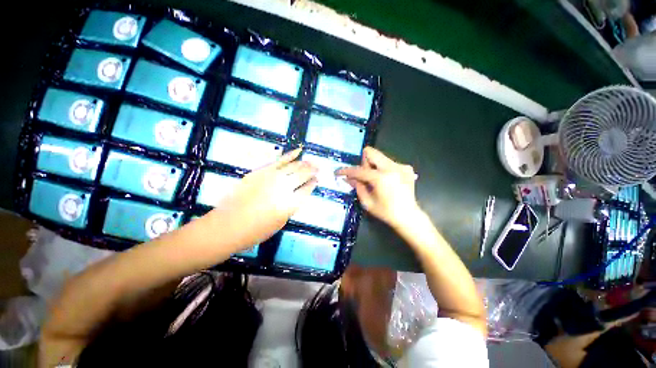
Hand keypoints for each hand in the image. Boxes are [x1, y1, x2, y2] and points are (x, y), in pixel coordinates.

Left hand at [207, 148, 317, 248]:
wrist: (228, 225)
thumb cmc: (256, 231)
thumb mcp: (281, 222)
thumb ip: (291, 206)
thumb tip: (297, 194)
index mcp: (291, 203)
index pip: (307, 189)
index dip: (314, 184)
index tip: (318, 180)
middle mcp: (284, 188)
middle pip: (303, 175)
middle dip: (313, 171)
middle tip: (319, 168)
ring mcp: (273, 177)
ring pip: (294, 166)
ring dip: (305, 163)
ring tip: (312, 161)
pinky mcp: (262, 171)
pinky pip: (280, 160)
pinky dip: (290, 155)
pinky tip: (299, 150)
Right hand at [336, 147, 419, 227]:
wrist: (409, 216)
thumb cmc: (386, 212)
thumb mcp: (367, 202)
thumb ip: (357, 186)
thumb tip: (348, 178)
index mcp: (381, 178)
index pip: (358, 170)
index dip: (346, 171)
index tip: (338, 172)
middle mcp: (392, 167)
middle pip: (371, 152)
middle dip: (363, 163)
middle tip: (364, 176)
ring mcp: (401, 166)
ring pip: (380, 157)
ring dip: (373, 166)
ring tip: (375, 180)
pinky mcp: (406, 168)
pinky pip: (389, 162)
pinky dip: (383, 169)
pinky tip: (387, 181)